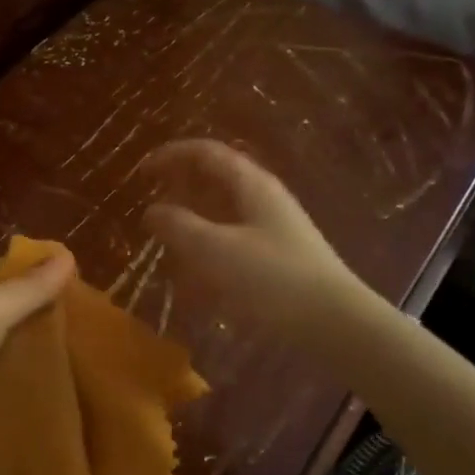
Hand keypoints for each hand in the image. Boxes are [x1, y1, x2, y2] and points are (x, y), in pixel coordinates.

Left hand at [0, 252, 74, 459]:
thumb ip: (29, 288)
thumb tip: (67, 256)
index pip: (10, 266)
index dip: (43, 271)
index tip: (83, 282)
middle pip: (14, 302)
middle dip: (48, 309)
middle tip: (93, 320)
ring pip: (14, 338)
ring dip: (42, 343)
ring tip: (88, 347)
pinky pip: (7, 370)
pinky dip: (29, 371)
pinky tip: (63, 377)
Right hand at [141, 139, 362, 344]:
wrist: (332, 321)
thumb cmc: (270, 279)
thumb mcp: (214, 250)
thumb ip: (178, 226)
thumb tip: (152, 211)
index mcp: (250, 185)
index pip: (206, 153)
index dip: (171, 156)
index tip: (141, 173)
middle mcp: (263, 199)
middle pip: (216, 180)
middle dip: (180, 189)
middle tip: (150, 206)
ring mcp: (273, 228)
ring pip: (224, 212)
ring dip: (193, 220)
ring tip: (166, 242)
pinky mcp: (277, 257)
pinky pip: (233, 241)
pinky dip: (209, 249)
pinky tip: (195, 276)